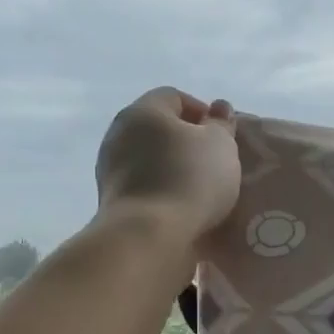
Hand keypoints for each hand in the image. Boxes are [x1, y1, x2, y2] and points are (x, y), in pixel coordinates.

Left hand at [94, 88, 242, 243]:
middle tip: (215, 162)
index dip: (202, 111)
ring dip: (173, 169)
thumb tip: (219, 108)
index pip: (174, 97)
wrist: (148, 236)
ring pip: (150, 159)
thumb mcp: (220, 145)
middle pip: (159, 129)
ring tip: (201, 190)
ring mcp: (110, 169)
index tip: (223, 136)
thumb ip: (221, 124)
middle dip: (187, 142)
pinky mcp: (112, 202)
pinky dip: (162, 191)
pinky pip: (144, 186)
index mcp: (143, 111)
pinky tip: (182, 208)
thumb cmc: (189, 179)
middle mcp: (119, 133)